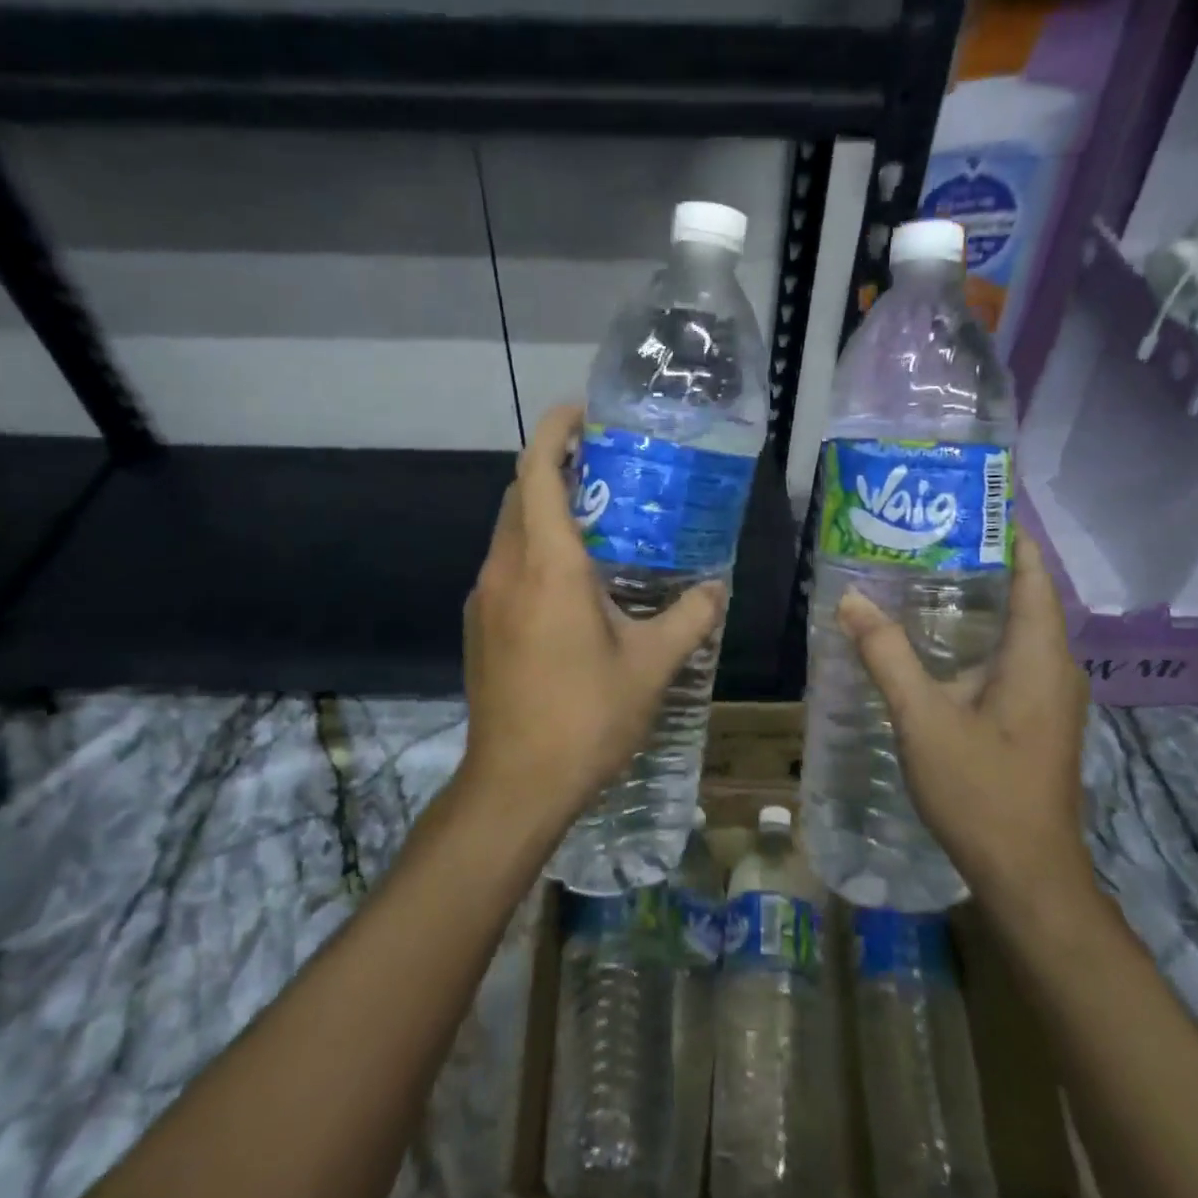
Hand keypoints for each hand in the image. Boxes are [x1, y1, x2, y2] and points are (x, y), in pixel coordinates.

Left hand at [461, 404, 727, 824]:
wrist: (514, 784)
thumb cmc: (585, 716)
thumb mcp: (651, 665)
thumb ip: (690, 618)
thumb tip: (716, 589)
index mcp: (548, 564)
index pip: (538, 471)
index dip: (555, 431)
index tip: (583, 413)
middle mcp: (505, 568)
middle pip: (520, 493)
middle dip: (555, 466)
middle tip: (605, 466)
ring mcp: (485, 596)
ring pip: (510, 529)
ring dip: (544, 509)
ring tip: (595, 519)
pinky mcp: (480, 624)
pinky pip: (505, 563)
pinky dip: (533, 547)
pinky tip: (570, 581)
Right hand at [836, 531, 1093, 912]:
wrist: (1028, 877)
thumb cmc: (982, 791)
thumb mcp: (924, 718)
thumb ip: (887, 655)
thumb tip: (852, 599)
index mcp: (1040, 658)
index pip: (1033, 575)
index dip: (1008, 535)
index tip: (969, 504)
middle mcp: (1054, 669)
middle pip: (1025, 597)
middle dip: (982, 563)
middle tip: (925, 537)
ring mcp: (1048, 698)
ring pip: (1016, 631)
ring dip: (978, 602)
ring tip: (922, 576)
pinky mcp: (1036, 720)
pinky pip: (1010, 659)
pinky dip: (977, 637)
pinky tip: (934, 642)